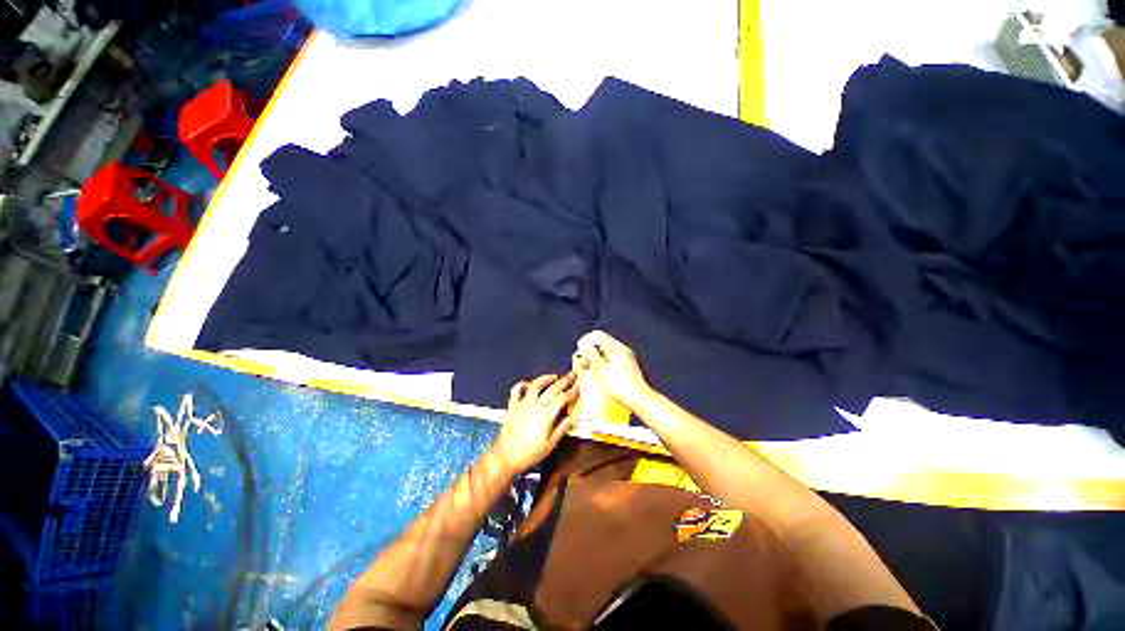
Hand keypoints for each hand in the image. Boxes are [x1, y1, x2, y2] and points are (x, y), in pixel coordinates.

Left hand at [492, 374, 578, 472]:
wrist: (506, 457)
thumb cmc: (530, 453)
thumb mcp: (550, 444)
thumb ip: (562, 429)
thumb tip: (573, 418)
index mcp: (546, 415)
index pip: (562, 399)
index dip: (571, 392)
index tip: (578, 388)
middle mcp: (535, 405)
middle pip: (552, 389)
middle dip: (564, 381)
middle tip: (572, 375)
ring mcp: (523, 404)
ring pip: (535, 385)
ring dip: (546, 378)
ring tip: (554, 376)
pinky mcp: (513, 405)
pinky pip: (517, 390)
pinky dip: (523, 384)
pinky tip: (529, 384)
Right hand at [576, 330, 652, 410]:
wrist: (638, 398)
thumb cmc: (620, 384)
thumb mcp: (600, 369)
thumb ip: (591, 354)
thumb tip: (585, 345)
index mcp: (615, 346)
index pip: (597, 335)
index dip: (586, 340)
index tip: (579, 348)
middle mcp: (622, 349)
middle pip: (602, 343)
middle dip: (590, 351)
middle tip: (583, 361)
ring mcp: (626, 357)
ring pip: (607, 352)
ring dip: (596, 358)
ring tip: (589, 369)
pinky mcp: (628, 366)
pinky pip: (613, 359)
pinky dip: (604, 363)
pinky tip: (600, 374)